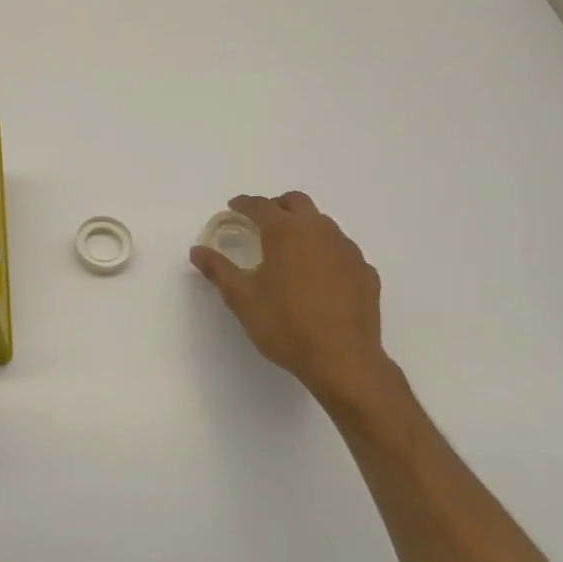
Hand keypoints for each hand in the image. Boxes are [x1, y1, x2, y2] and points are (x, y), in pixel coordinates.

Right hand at [190, 192, 400, 416]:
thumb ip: (218, 270)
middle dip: (277, 206)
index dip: (244, 204)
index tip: (234, 207)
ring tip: (291, 252)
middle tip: (262, 223)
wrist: (342, 359)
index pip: (260, 205)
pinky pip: (342, 251)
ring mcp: (347, 250)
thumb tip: (197, 250)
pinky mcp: (365, 271)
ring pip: (323, 224)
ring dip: (304, 228)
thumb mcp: (242, 299)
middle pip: (297, 202)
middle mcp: (319, 231)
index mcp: (285, 232)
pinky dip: (326, 253)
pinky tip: (319, 278)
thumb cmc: (285, 325)